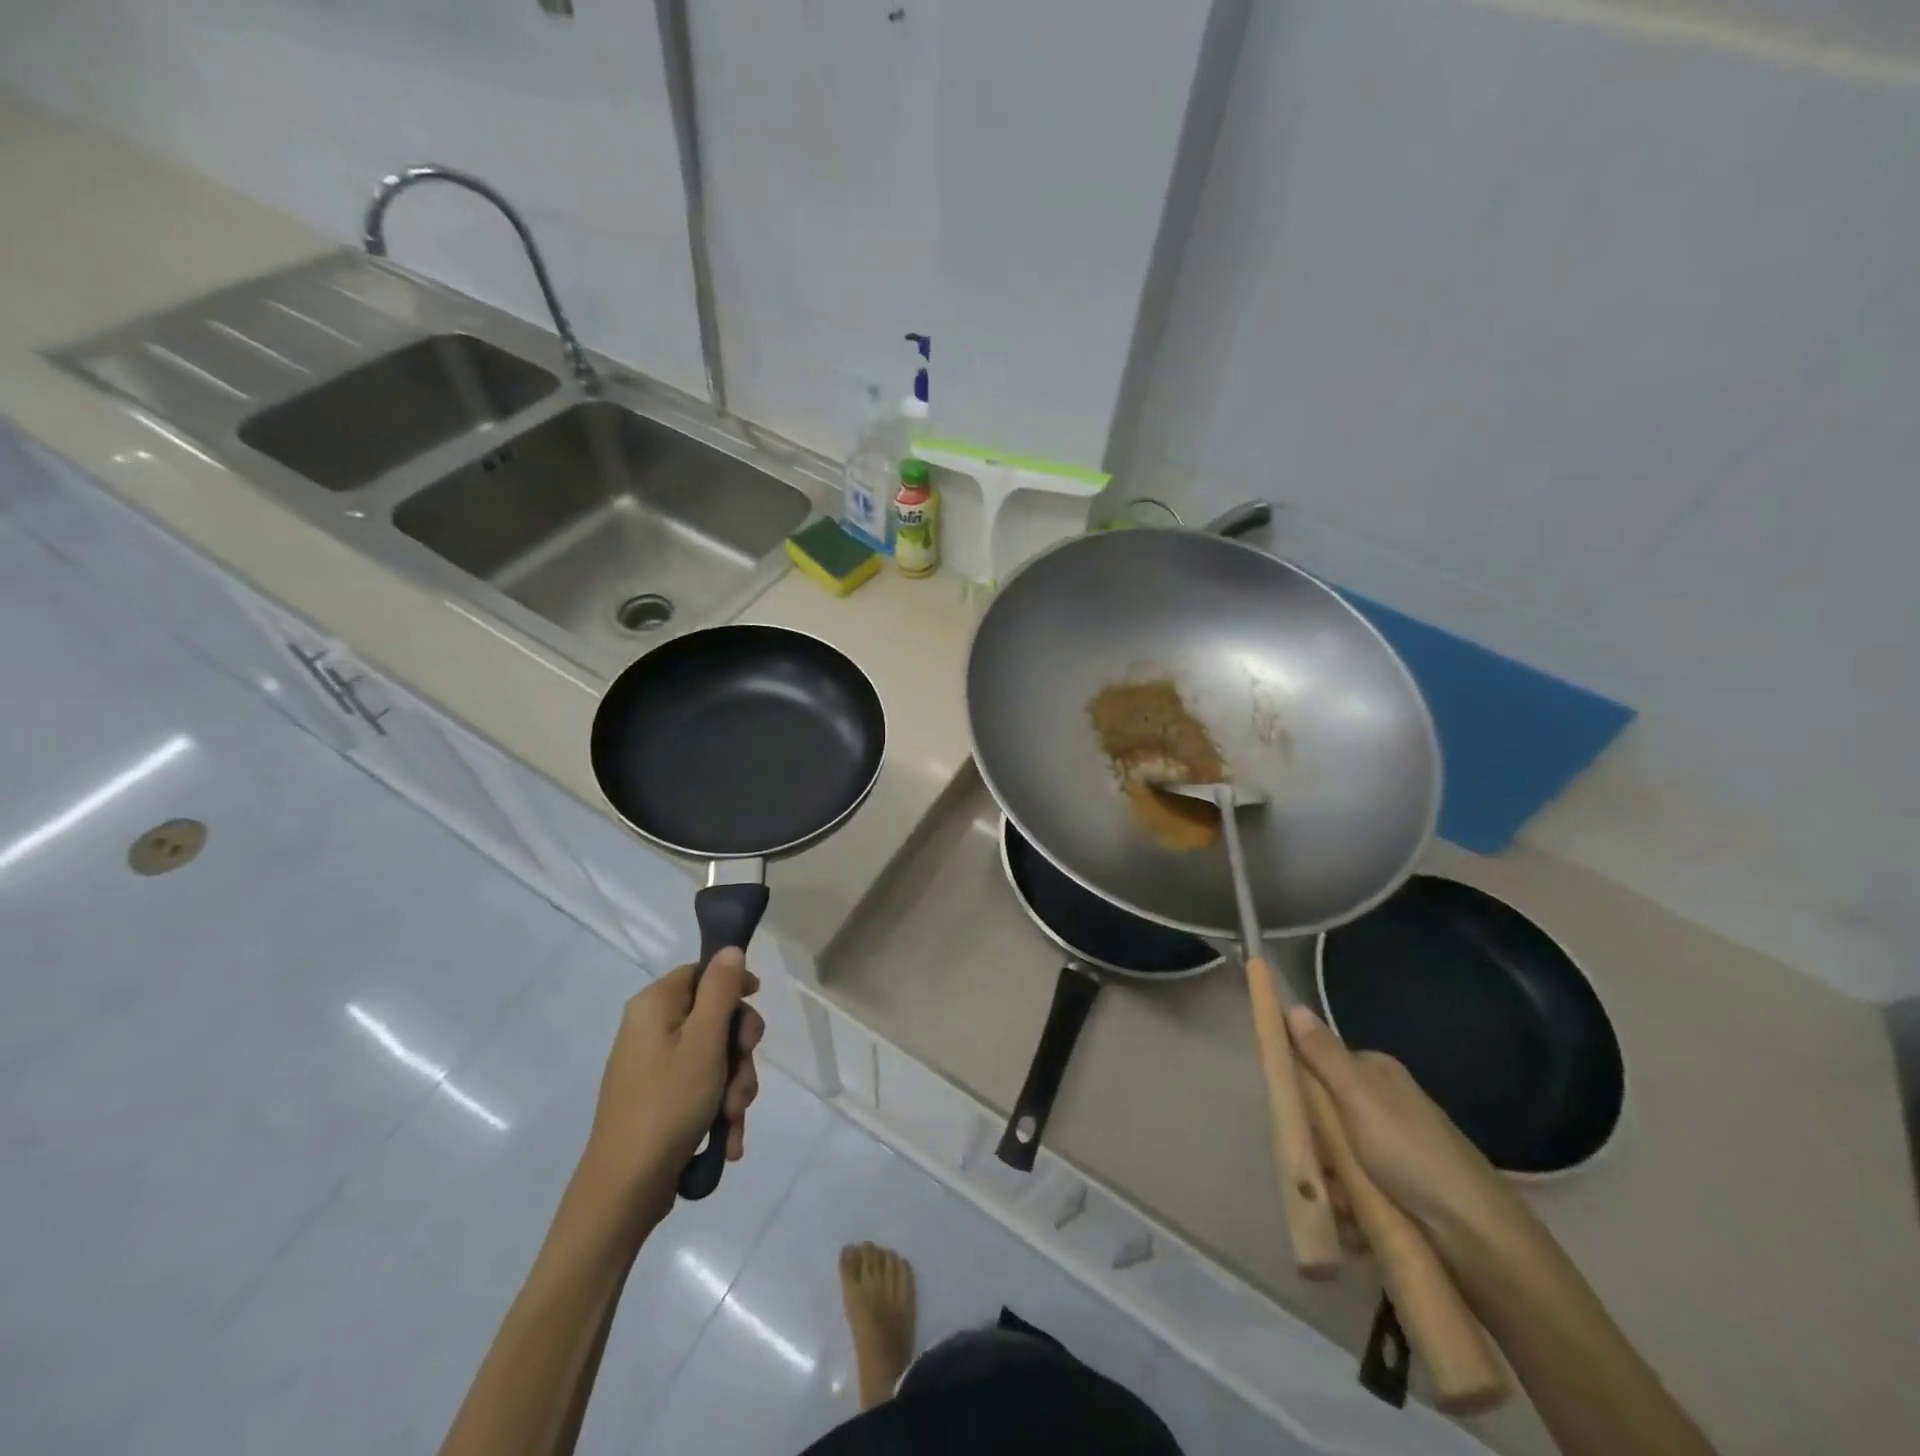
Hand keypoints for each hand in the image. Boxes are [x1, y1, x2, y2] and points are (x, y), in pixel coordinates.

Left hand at [575, 949, 764, 1231]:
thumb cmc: (668, 1104)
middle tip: (742, 1075)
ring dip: (735, 1084)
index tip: (757, 1010)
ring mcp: (654, 1066)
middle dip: (739, 1050)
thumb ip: (722, 990)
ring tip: (733, 1118)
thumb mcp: (705, 1041)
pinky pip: (702, 1086)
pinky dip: (718, 1107)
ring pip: (715, 1056)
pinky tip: (728, 1136)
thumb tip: (730, 949)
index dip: (736, 987)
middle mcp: (651, 1028)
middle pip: (715, 1016)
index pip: (703, 972)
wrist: (624, 1190)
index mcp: (655, 1005)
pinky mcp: (660, 1098)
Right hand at [1287, 1005, 1526, 1255]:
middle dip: (1315, 1145)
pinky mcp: (1401, 1190)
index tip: (1286, 1110)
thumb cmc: (1412, 1154)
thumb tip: (1292, 1004)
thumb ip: (1323, 1055)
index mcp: (1378, 1075)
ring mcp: (1394, 1150)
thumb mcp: (1359, 1097)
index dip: (1299, 1086)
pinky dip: (1351, 1206)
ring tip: (1339, 1204)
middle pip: (1325, 1115)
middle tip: (1315, 1166)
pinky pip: (1358, 1190)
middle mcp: (1386, 1106)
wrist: (1478, 1238)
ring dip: (1330, 1182)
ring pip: (1337, 1157)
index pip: (1320, 1064)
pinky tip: (1354, 1222)